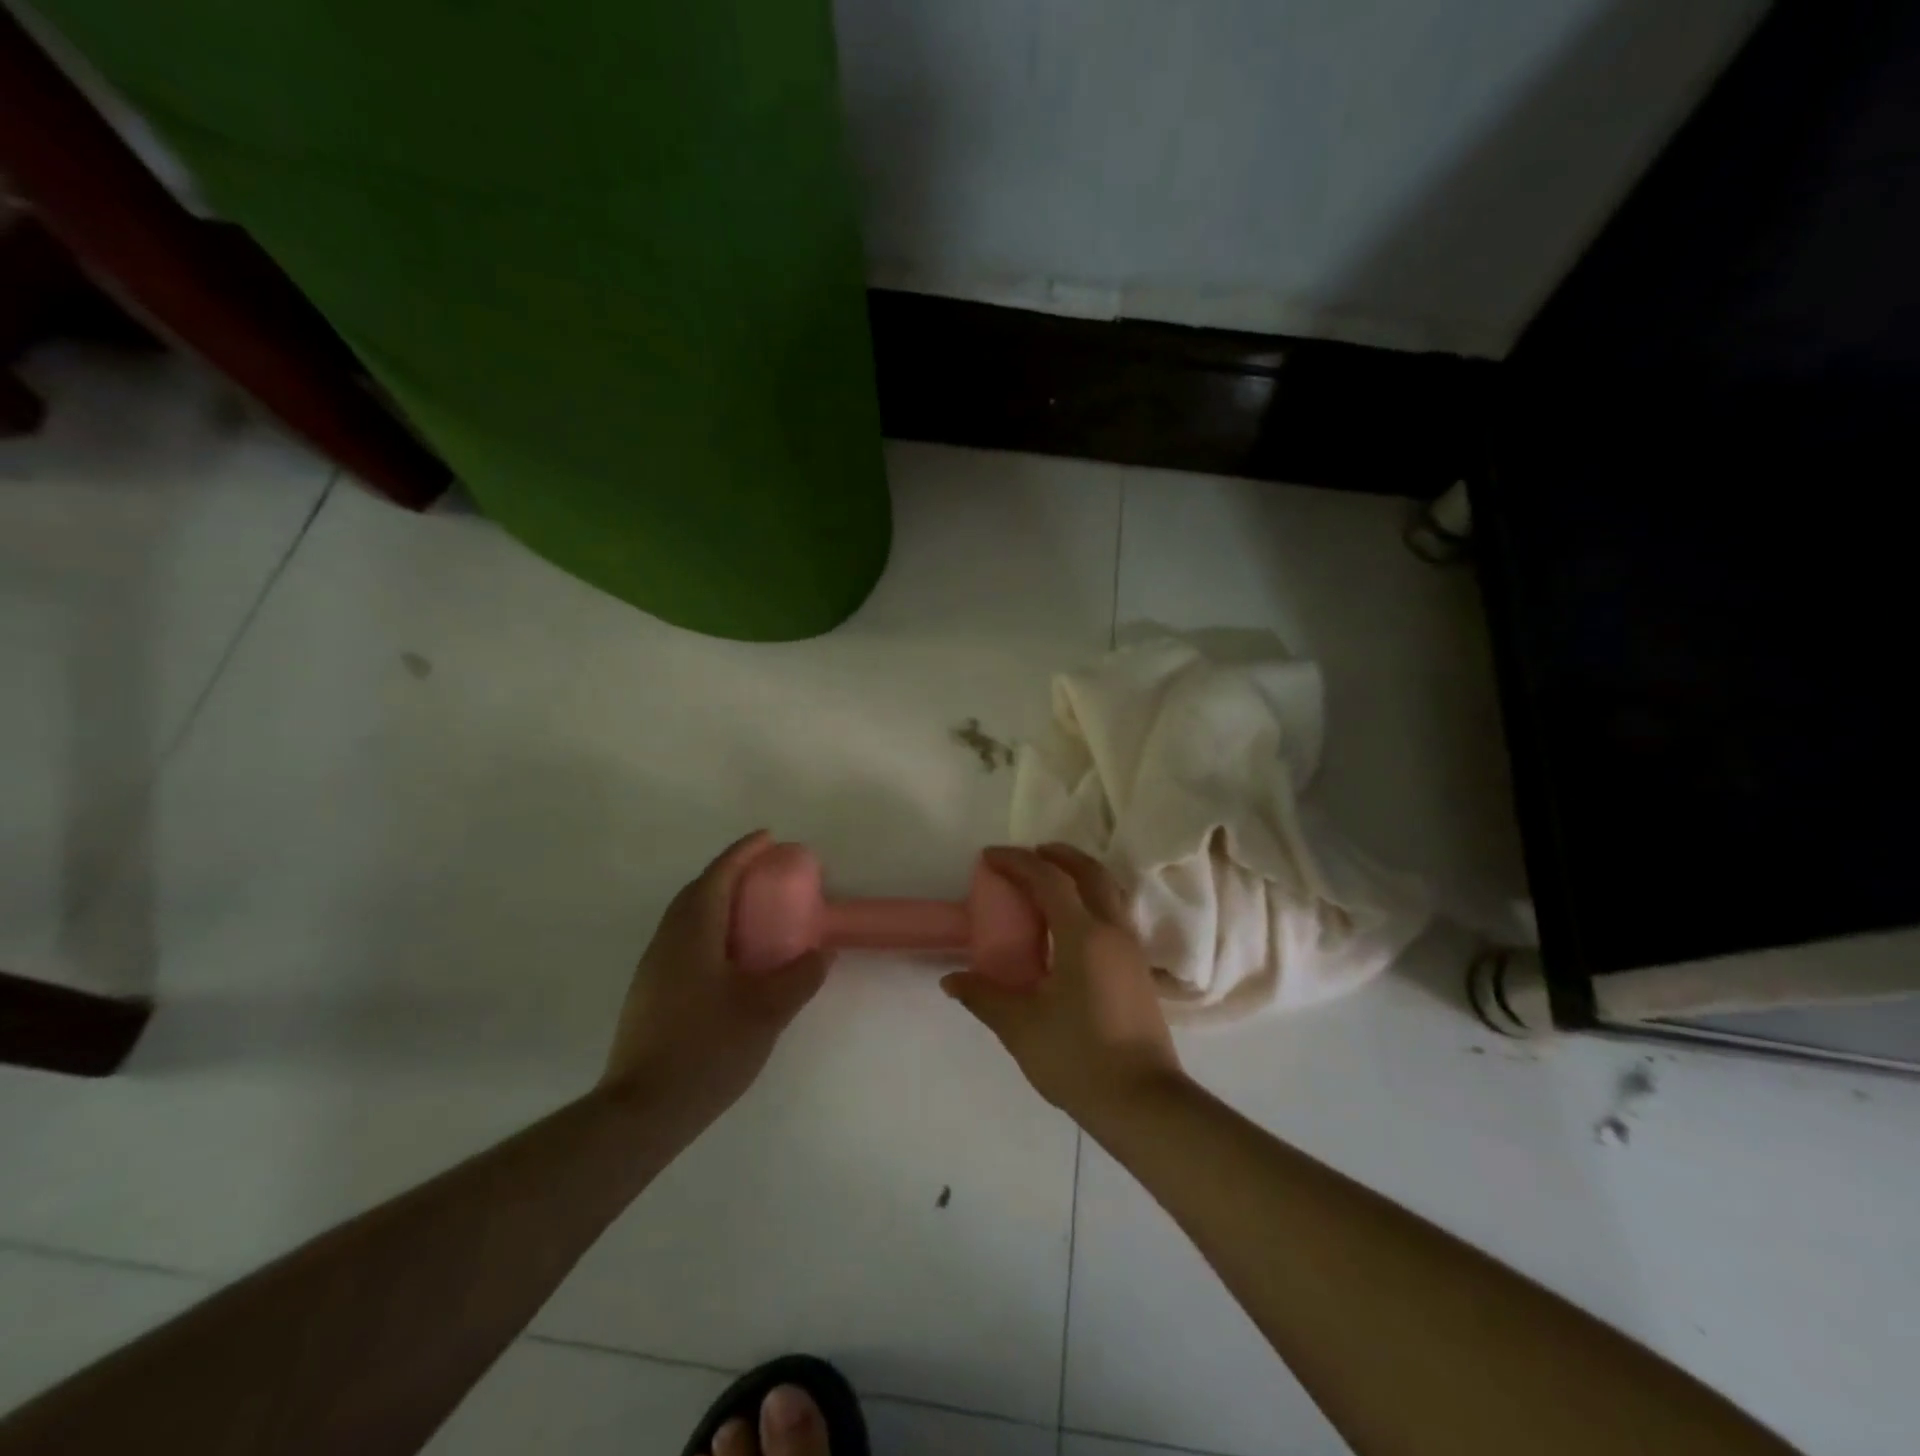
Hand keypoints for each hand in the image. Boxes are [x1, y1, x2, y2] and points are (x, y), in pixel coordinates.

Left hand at [601, 831, 829, 1128]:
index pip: (719, 875)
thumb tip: (823, 952)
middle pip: (698, 890)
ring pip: (687, 917)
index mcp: (693, 932)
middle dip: (730, 873)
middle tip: (764, 873)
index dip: (744, 852)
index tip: (769, 837)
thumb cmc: (707, 1048)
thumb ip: (800, 976)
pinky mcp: (650, 993)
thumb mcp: (767, 1010)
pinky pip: (683, 941)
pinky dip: (709, 929)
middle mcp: (667, 940)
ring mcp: (653, 968)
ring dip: (718, 901)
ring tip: (752, 912)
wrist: (642, 1111)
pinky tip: (730, 959)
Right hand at [942, 844, 1185, 1123]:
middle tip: (1026, 856)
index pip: (1049, 879)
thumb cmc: (1078, 1058)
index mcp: (1083, 935)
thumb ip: (985, 996)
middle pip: (1089, 872)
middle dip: (1057, 855)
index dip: (1017, 861)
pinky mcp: (1138, 969)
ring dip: (1079, 874)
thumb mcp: (1021, 1027)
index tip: (989, 856)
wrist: (1143, 1103)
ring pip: (1108, 890)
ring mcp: (1131, 949)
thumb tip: (951, 980)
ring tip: (1049, 882)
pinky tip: (1071, 925)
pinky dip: (1091, 898)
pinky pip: (1114, 913)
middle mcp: (1112, 930)